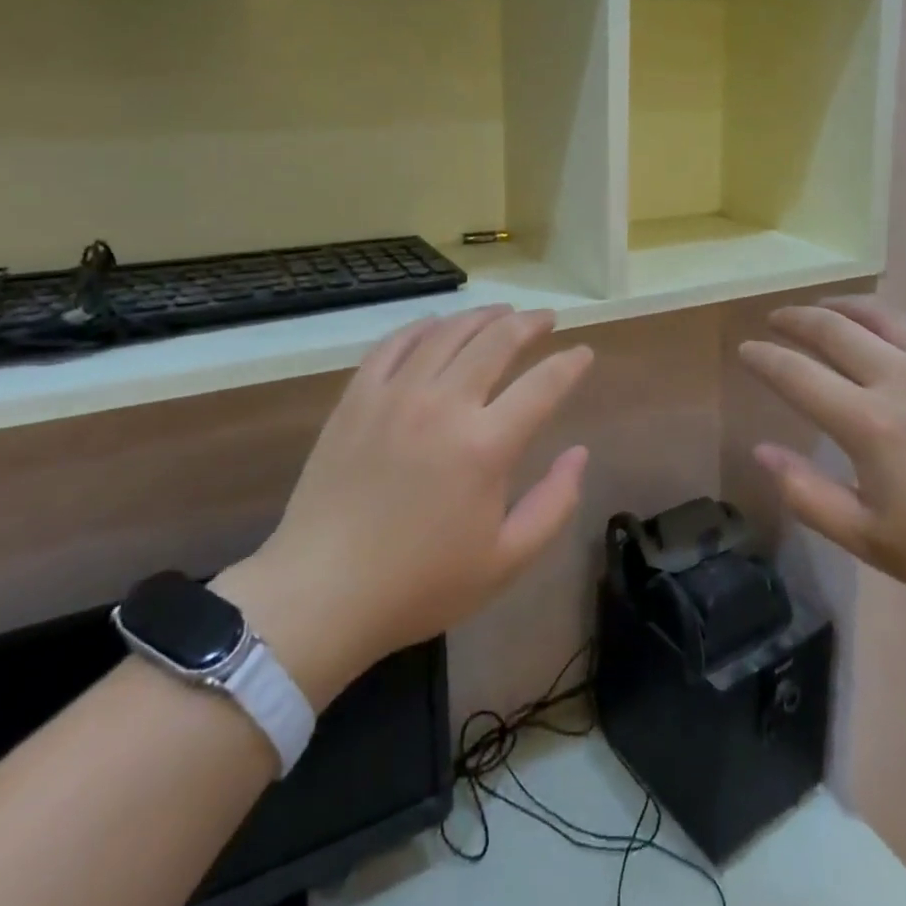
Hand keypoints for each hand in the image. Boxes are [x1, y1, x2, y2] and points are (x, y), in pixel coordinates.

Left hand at [214, 307, 592, 709]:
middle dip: (530, 323)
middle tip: (546, 317)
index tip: (584, 353)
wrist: (321, 593)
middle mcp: (444, 404)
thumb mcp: (505, 562)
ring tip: (502, 312)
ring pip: (448, 333)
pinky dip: (423, 327)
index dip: (570, 363)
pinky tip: (437, 325)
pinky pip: (395, 344)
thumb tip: (580, 452)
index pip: (543, 384)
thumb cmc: (419, 584)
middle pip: (497, 341)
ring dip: (482, 316)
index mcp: (486, 446)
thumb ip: (554, 503)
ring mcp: (396, 395)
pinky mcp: (357, 397)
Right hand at [739, 297, 905, 624]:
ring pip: (882, 313)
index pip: (795, 374)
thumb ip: (809, 495)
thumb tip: (761, 451)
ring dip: (844, 307)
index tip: (746, 349)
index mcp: (868, 423)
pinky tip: (901, 323)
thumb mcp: (875, 542)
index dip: (763, 358)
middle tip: (777, 319)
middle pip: (832, 329)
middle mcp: (901, 377)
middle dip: (795, 319)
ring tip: (827, 310)